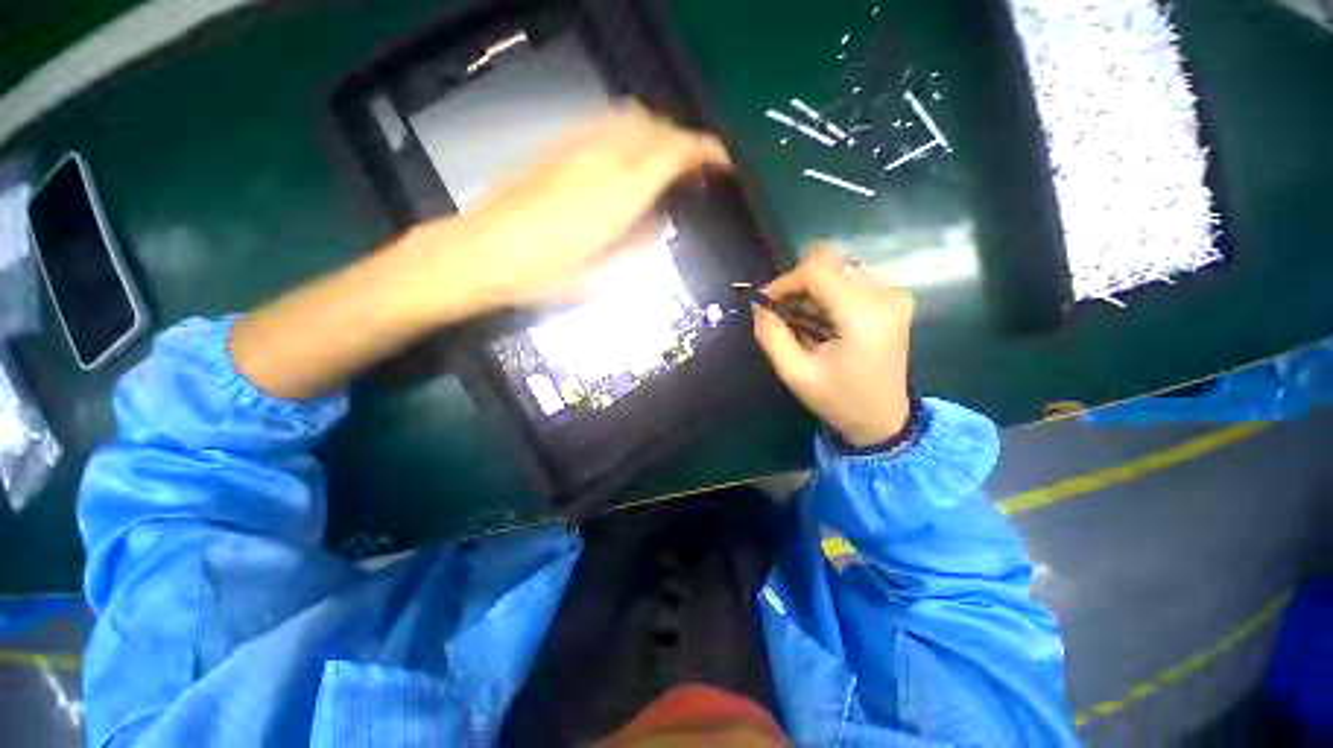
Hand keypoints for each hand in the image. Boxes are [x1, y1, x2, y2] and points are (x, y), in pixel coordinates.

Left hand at [403, 101, 731, 314]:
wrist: (479, 254)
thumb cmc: (541, 277)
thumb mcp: (600, 278)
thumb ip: (638, 250)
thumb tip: (657, 227)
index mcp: (618, 196)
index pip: (674, 154)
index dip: (706, 153)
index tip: (723, 164)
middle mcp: (601, 160)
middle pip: (656, 128)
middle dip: (684, 142)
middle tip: (695, 169)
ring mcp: (575, 148)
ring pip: (630, 117)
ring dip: (657, 132)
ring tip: (665, 161)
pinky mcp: (555, 147)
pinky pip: (602, 123)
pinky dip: (628, 131)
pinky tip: (625, 155)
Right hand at [753, 246, 914, 447]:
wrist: (883, 420)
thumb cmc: (838, 399)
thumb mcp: (795, 372)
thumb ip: (771, 334)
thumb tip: (758, 304)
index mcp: (863, 314)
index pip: (816, 270)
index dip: (784, 281)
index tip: (765, 303)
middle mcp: (885, 294)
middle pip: (829, 261)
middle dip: (797, 283)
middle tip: (781, 310)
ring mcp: (894, 294)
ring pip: (838, 267)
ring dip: (811, 288)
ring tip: (799, 318)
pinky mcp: (894, 299)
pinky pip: (851, 278)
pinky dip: (827, 293)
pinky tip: (819, 318)